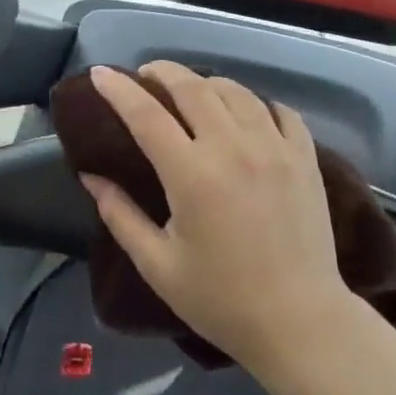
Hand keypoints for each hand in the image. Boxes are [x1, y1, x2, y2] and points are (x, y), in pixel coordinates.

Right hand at [79, 62, 352, 372]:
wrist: (299, 322)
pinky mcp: (304, 155)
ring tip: (192, 93)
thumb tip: (91, 176)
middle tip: (147, 76)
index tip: (101, 74)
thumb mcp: (158, 266)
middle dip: (163, 72)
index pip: (146, 115)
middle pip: (192, 87)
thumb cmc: (222, 300)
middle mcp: (233, 146)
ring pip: (235, 90)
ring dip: (207, 83)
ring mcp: (274, 146)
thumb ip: (120, 216)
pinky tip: (245, 114)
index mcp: (192, 174)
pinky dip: (256, 103)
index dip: (119, 90)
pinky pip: (278, 110)